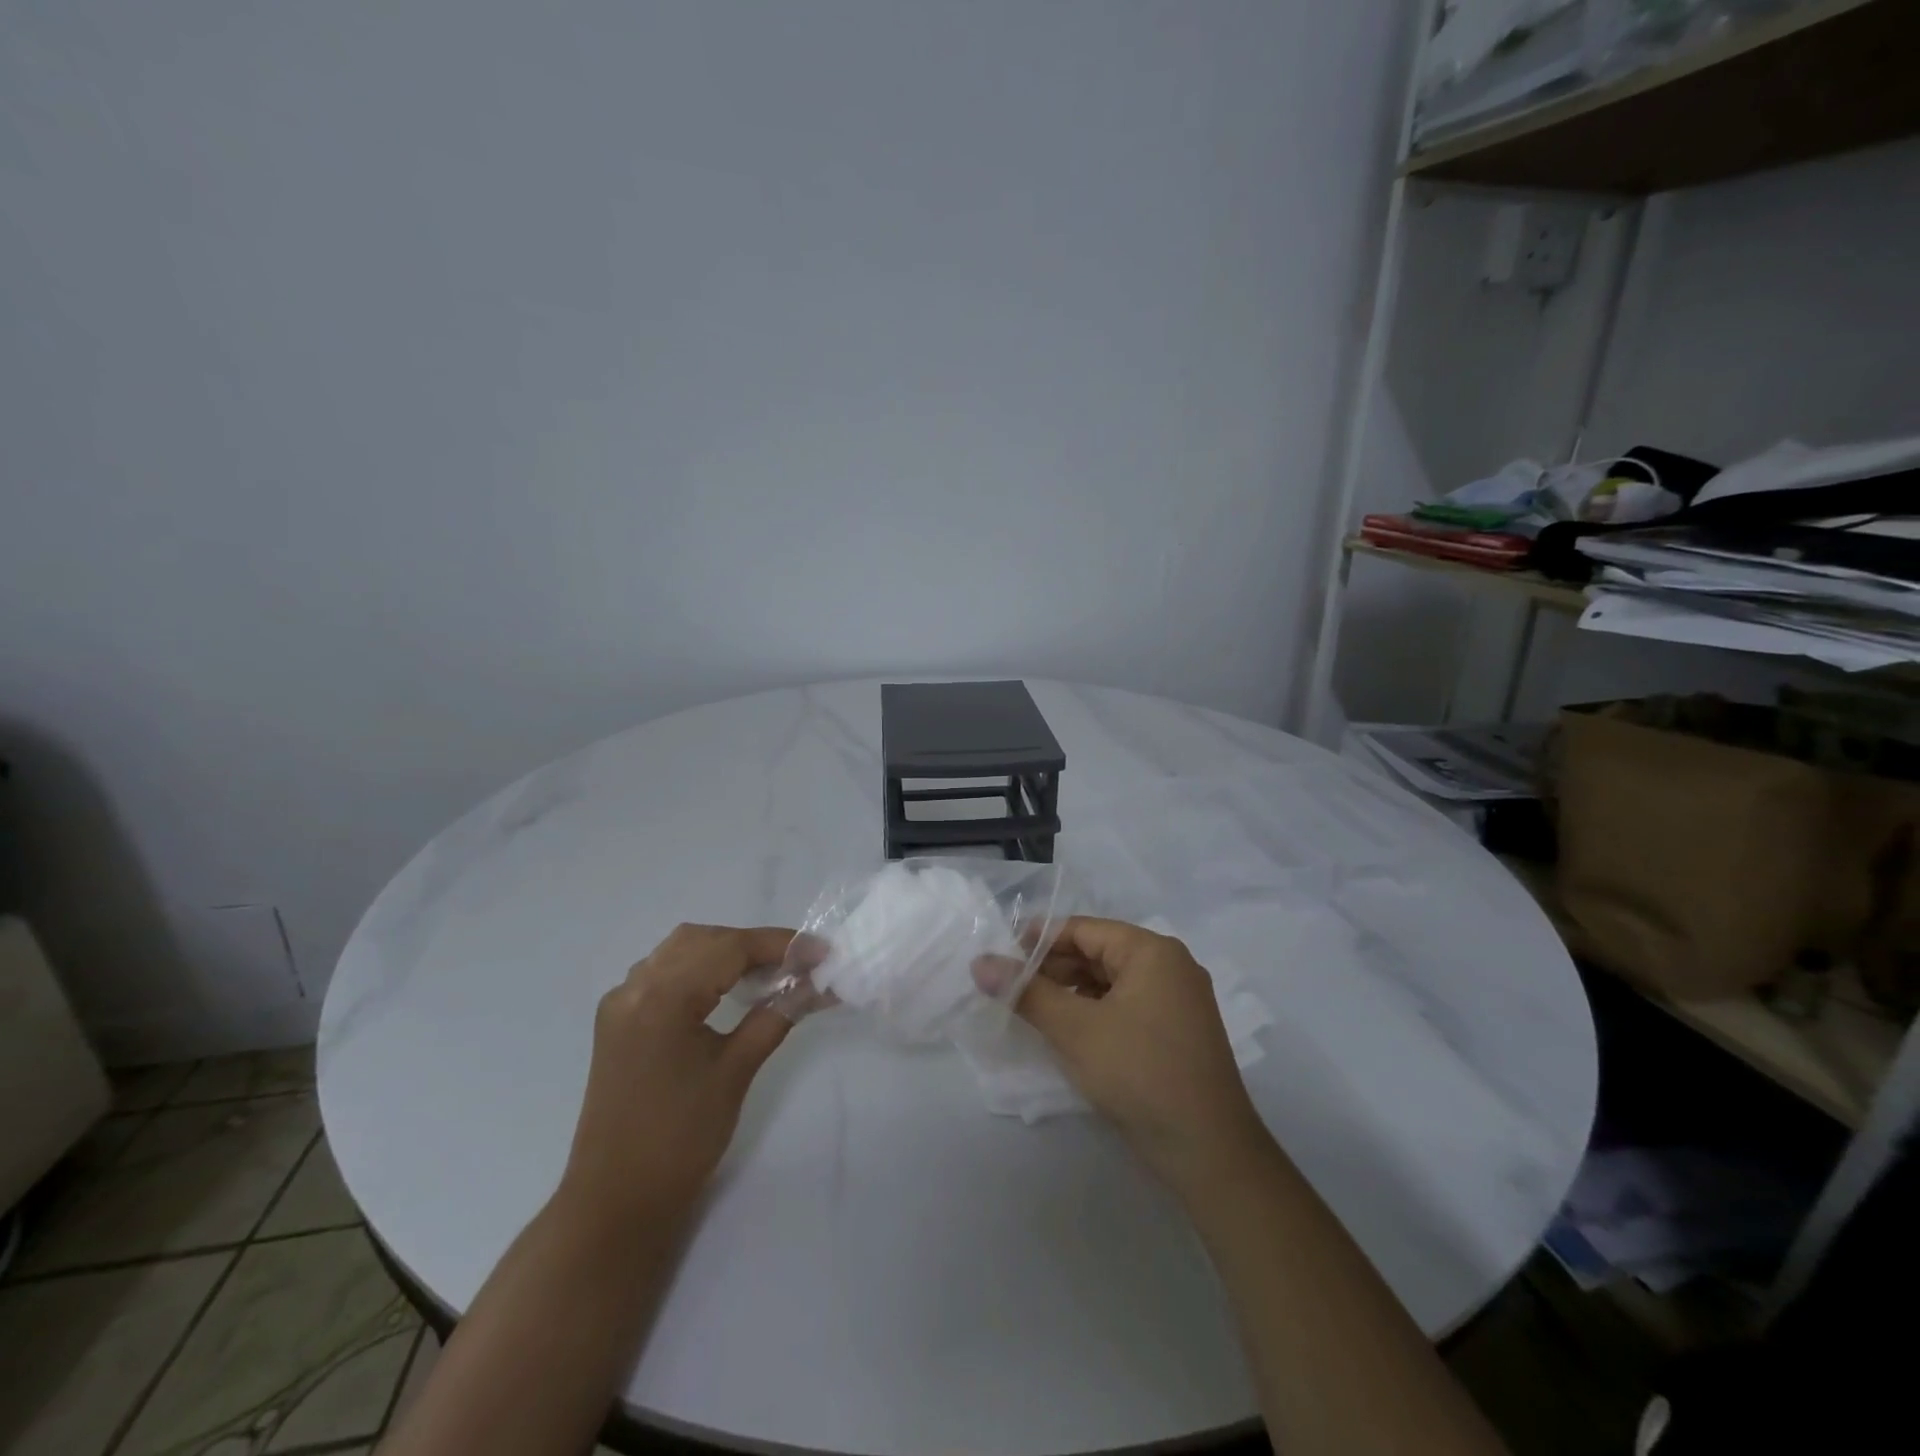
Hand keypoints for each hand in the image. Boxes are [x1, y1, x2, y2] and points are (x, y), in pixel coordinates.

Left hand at [561, 923, 795, 1221]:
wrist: (617, 1202)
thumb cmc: (681, 1139)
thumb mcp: (736, 1071)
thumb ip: (777, 1015)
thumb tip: (817, 983)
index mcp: (662, 997)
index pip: (730, 948)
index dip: (781, 945)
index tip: (822, 952)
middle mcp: (635, 986)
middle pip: (704, 939)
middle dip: (755, 944)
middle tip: (799, 963)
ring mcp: (621, 1001)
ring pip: (681, 950)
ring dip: (727, 951)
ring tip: (770, 971)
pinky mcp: (618, 1019)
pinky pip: (663, 971)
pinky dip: (700, 967)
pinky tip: (727, 986)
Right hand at [987, 917, 1270, 1193]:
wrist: (1210, 1152)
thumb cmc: (1140, 1074)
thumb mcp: (1075, 1030)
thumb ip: (1026, 992)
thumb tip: (980, 963)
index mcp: (1152, 951)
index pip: (1084, 930)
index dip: (1038, 940)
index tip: (1000, 957)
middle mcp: (1169, 966)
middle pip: (1098, 953)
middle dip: (1053, 968)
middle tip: (1009, 987)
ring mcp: (1178, 1001)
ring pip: (1111, 983)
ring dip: (1071, 993)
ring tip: (1031, 1010)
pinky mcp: (1177, 1032)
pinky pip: (1126, 1006)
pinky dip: (1094, 1013)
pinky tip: (1067, 1032)